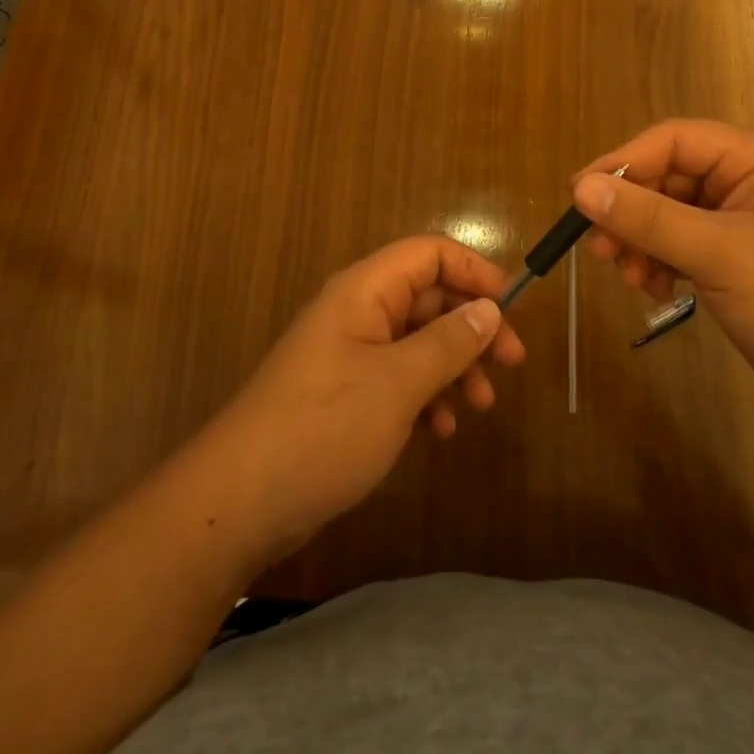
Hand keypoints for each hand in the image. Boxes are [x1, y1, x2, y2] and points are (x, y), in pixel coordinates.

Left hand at [200, 236, 525, 564]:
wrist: (241, 500)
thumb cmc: (324, 427)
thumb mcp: (398, 384)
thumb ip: (448, 342)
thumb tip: (488, 308)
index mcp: (365, 291)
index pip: (429, 254)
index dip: (474, 270)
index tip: (513, 307)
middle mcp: (357, 311)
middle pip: (428, 297)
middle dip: (471, 326)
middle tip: (512, 364)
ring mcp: (349, 352)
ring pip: (417, 340)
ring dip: (454, 366)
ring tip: (481, 406)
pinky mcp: (345, 391)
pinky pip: (398, 376)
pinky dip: (426, 395)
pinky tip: (441, 431)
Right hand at [571, 120, 753, 422]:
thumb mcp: (718, 253)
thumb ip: (646, 218)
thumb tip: (580, 189)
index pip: (673, 140)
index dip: (623, 162)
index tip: (579, 195)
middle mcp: (747, 179)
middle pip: (667, 177)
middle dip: (630, 211)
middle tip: (597, 247)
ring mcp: (740, 220)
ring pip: (667, 213)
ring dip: (641, 240)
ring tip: (627, 275)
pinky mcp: (734, 257)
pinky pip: (680, 243)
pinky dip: (658, 261)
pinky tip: (652, 289)